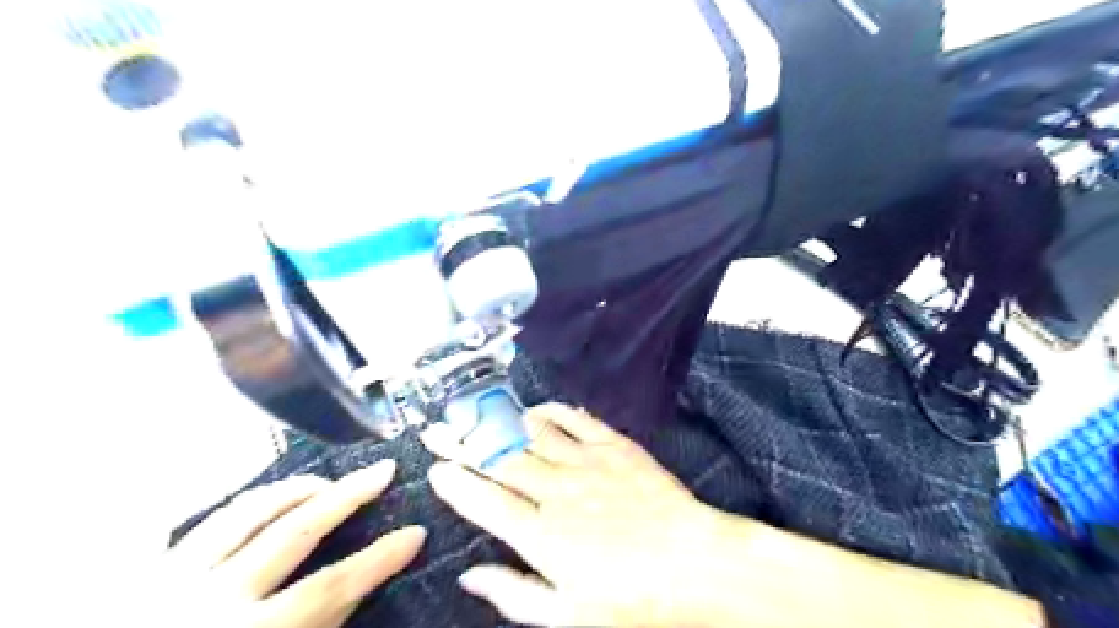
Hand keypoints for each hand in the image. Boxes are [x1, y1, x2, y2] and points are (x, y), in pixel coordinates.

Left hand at [153, 458, 424, 627]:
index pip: (333, 585)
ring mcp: (169, 581)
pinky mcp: (143, 575)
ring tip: (326, 482)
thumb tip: (358, 583)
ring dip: (296, 489)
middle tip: (382, 470)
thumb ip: (319, 627)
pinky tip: (266, 501)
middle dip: (347, 495)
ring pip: (246, 511)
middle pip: (295, 530)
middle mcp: (209, 600)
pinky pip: (201, 523)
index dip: (381, 557)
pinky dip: (244, 506)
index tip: (416, 533)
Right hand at [422, 404, 725, 624]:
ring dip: (500, 421)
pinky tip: (538, 407)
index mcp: (542, 535)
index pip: (485, 502)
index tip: (435, 468)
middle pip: (499, 460)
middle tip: (439, 427)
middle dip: (463, 443)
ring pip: (532, 434)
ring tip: (476, 410)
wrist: (698, 564)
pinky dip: (554, 411)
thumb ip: (515, 594)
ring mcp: (587, 463)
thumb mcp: (570, 617)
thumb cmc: (636, 601)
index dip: (456, 483)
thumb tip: (470, 576)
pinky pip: (576, 420)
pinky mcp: (615, 446)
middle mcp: (557, 491)